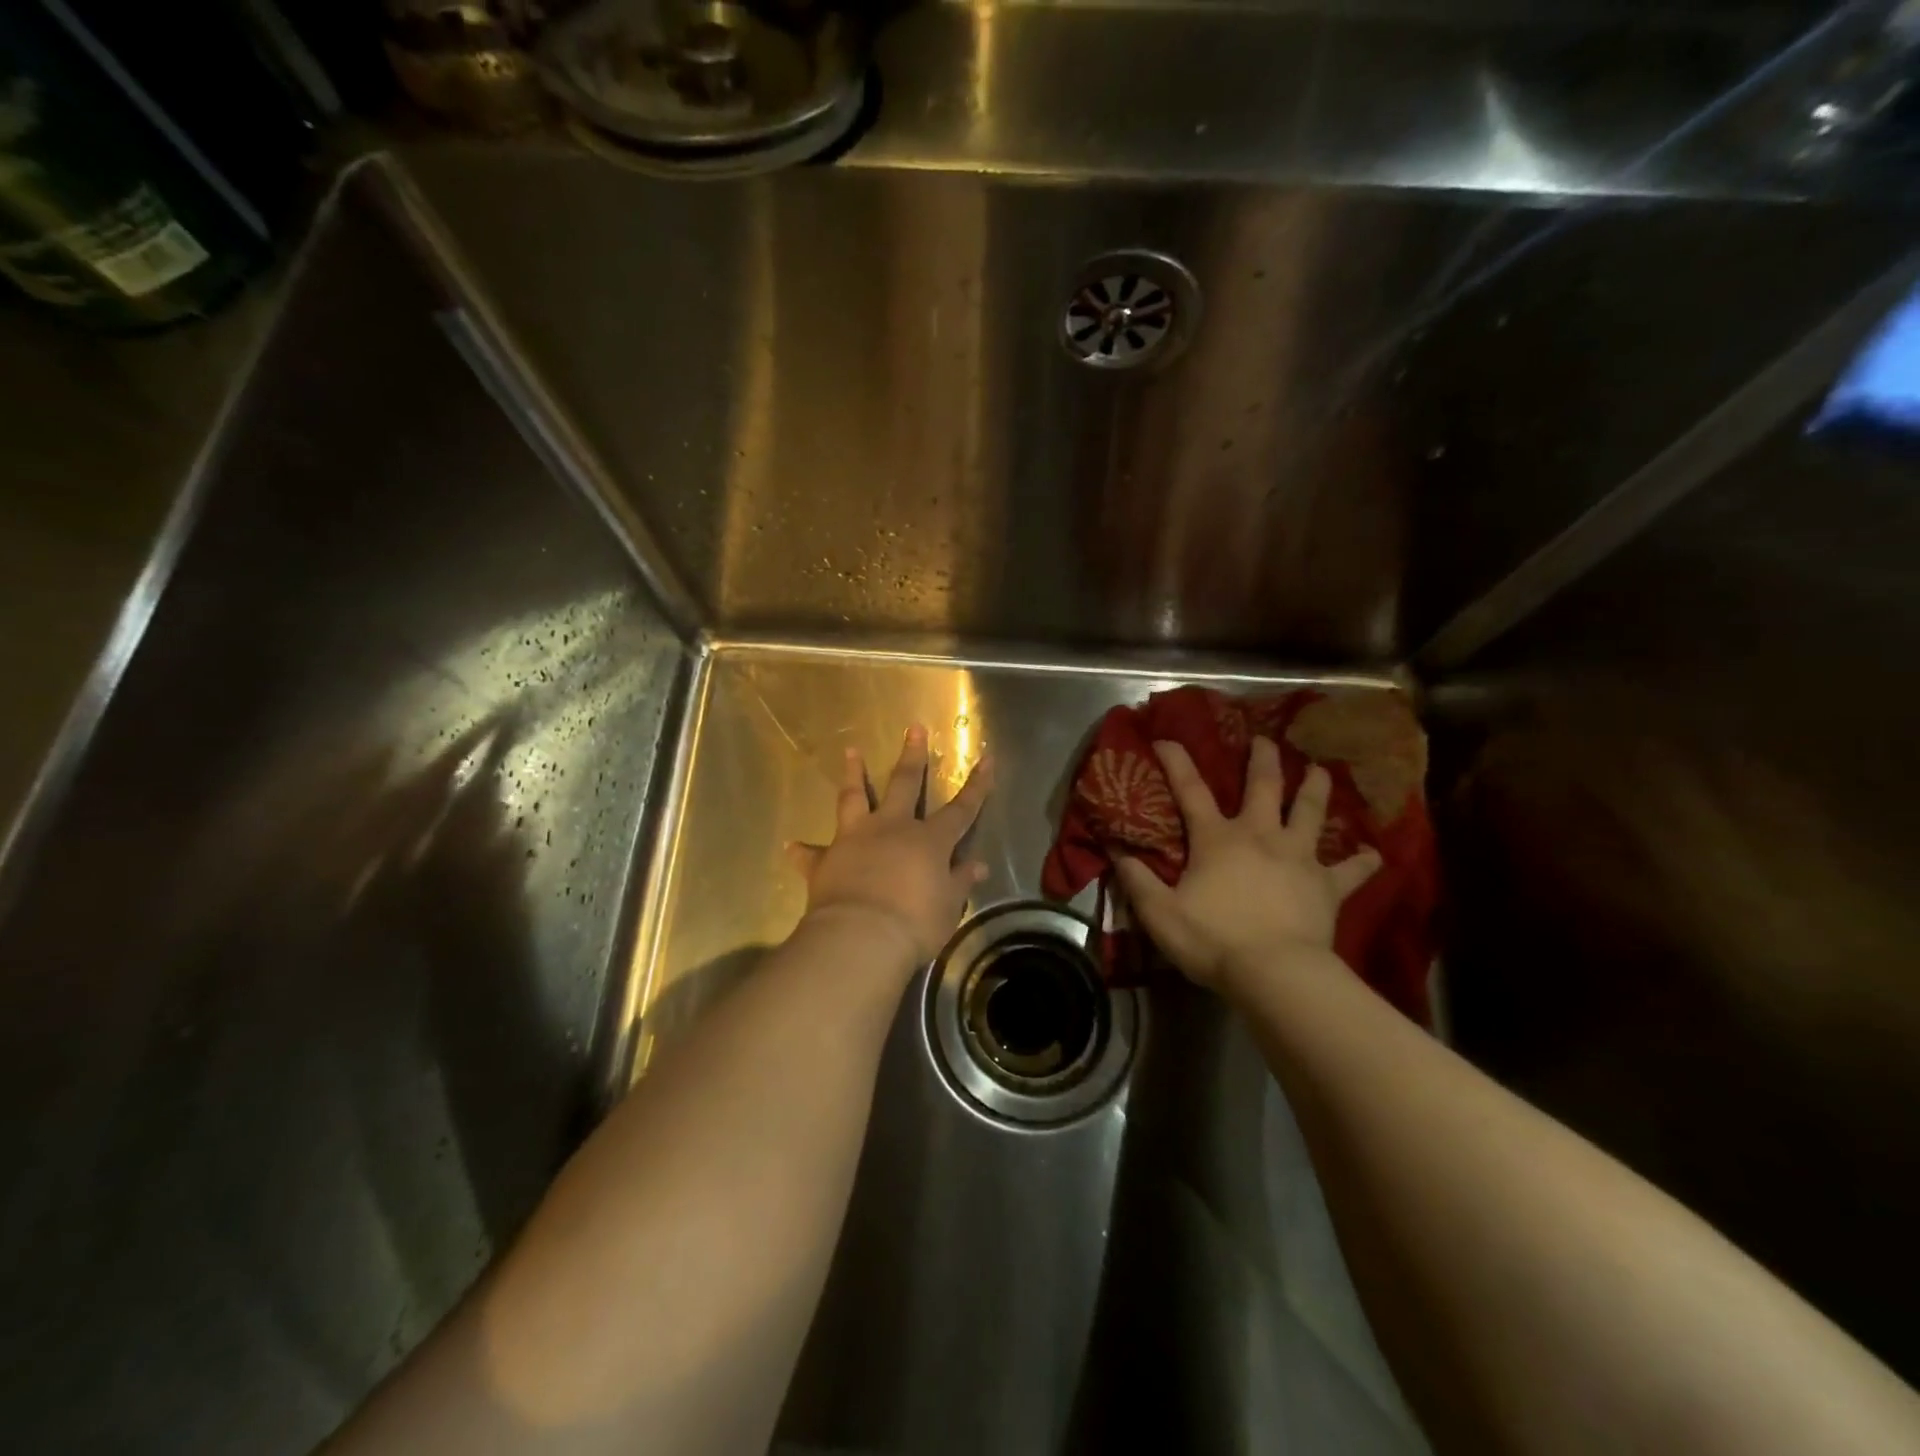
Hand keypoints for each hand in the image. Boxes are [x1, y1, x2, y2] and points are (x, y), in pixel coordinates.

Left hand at [786, 725, 993, 969]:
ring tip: (850, 751)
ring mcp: (855, 839)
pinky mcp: (826, 860)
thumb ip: (959, 882)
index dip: (977, 785)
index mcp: (929, 841)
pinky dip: (802, 850)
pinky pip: (811, 853)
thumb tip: (977, 865)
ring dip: (852, 774)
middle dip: (912, 756)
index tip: (987, 758)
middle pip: (904, 784)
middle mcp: (892, 829)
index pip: (962, 809)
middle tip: (913, 728)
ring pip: (854, 798)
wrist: (860, 938)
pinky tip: (791, 845)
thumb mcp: (948, 907)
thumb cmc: (915, 924)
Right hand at [1113, 736, 1380, 992]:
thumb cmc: (1212, 939)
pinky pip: (1350, 870)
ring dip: (1315, 788)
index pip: (1191, 790)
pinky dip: (1361, 861)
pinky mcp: (1327, 886)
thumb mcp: (1159, 912)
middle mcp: (1260, 835)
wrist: (1275, 972)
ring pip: (1310, 812)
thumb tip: (1114, 848)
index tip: (1166, 739)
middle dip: (1263, 760)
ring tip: (1320, 770)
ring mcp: (1298, 857)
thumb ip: (1136, 879)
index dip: (1177, 762)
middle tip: (1265, 740)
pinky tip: (1373, 854)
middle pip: (1264, 786)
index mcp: (1217, 838)